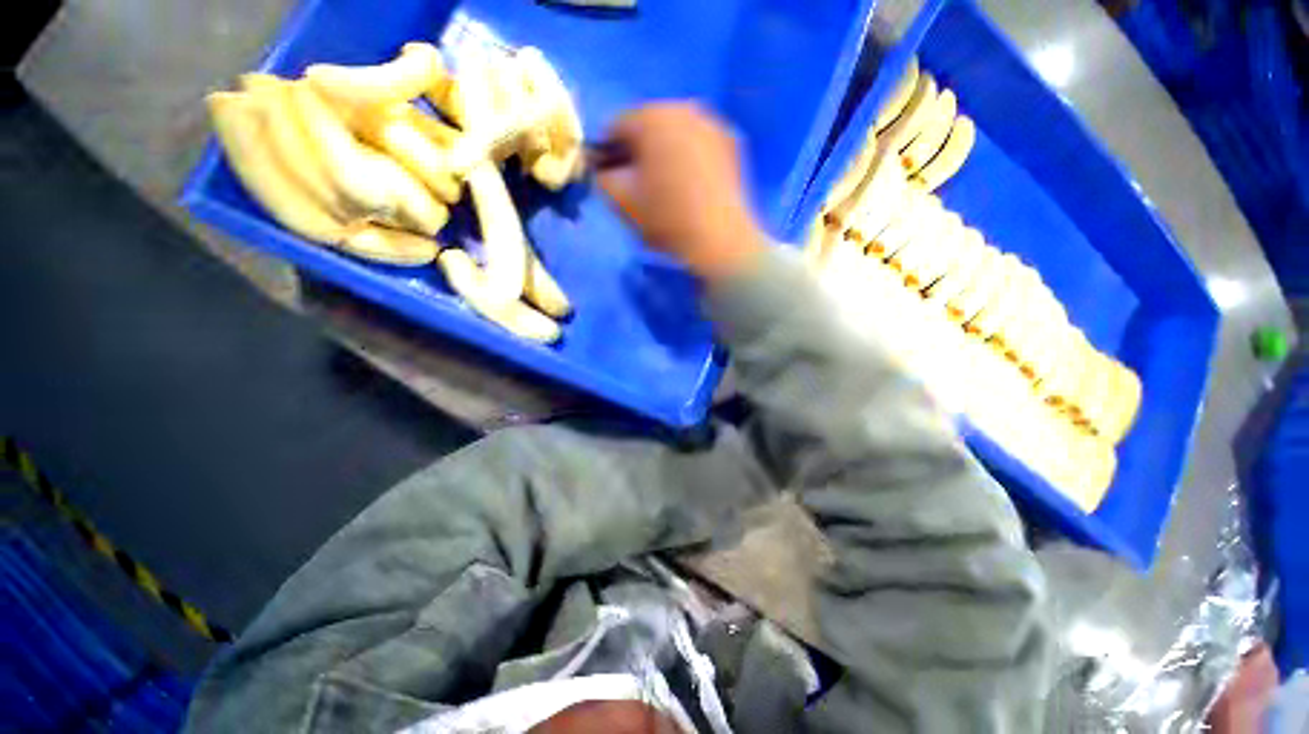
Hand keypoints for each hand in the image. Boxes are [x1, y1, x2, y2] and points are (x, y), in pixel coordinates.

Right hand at [597, 103, 764, 281]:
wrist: (719, 240)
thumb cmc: (666, 219)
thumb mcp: (621, 201)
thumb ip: (602, 178)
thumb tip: (603, 170)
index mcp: (651, 116)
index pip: (615, 127)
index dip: (606, 155)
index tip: (608, 179)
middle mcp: (684, 108)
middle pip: (648, 126)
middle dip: (637, 152)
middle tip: (635, 184)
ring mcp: (712, 124)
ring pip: (675, 135)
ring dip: (663, 154)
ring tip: (664, 187)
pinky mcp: (732, 144)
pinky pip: (698, 146)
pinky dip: (689, 159)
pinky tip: (689, 186)